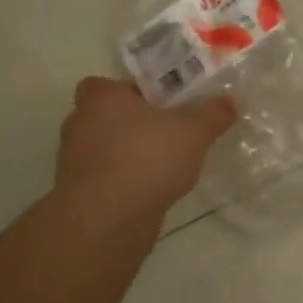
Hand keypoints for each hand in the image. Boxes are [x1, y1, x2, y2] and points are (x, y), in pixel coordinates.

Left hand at [53, 76, 236, 214]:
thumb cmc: (147, 158)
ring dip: (128, 154)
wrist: (107, 218)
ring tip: (165, 164)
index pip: (107, 84)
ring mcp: (73, 160)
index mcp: (101, 98)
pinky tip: (151, 190)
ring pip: (105, 148)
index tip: (158, 104)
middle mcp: (79, 123)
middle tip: (168, 131)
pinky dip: (124, 180)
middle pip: (107, 116)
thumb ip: (213, 114)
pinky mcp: (77, 192)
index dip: (131, 92)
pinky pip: (105, 177)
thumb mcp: (194, 132)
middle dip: (134, 123)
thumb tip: (229, 101)